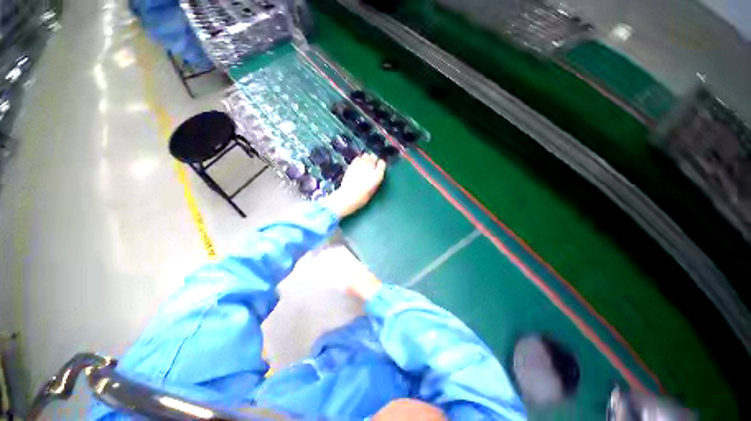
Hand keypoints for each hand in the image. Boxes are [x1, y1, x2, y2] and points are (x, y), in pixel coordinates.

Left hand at [320, 153, 385, 218]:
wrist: (348, 196)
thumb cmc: (363, 196)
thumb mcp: (374, 188)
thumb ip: (376, 178)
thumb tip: (377, 171)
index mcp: (377, 175)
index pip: (382, 163)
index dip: (380, 164)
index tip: (379, 166)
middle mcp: (370, 167)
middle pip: (374, 157)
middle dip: (374, 160)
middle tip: (372, 164)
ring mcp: (360, 165)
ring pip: (366, 155)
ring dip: (367, 158)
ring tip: (365, 163)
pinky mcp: (352, 164)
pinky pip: (358, 158)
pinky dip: (359, 160)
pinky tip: (358, 165)